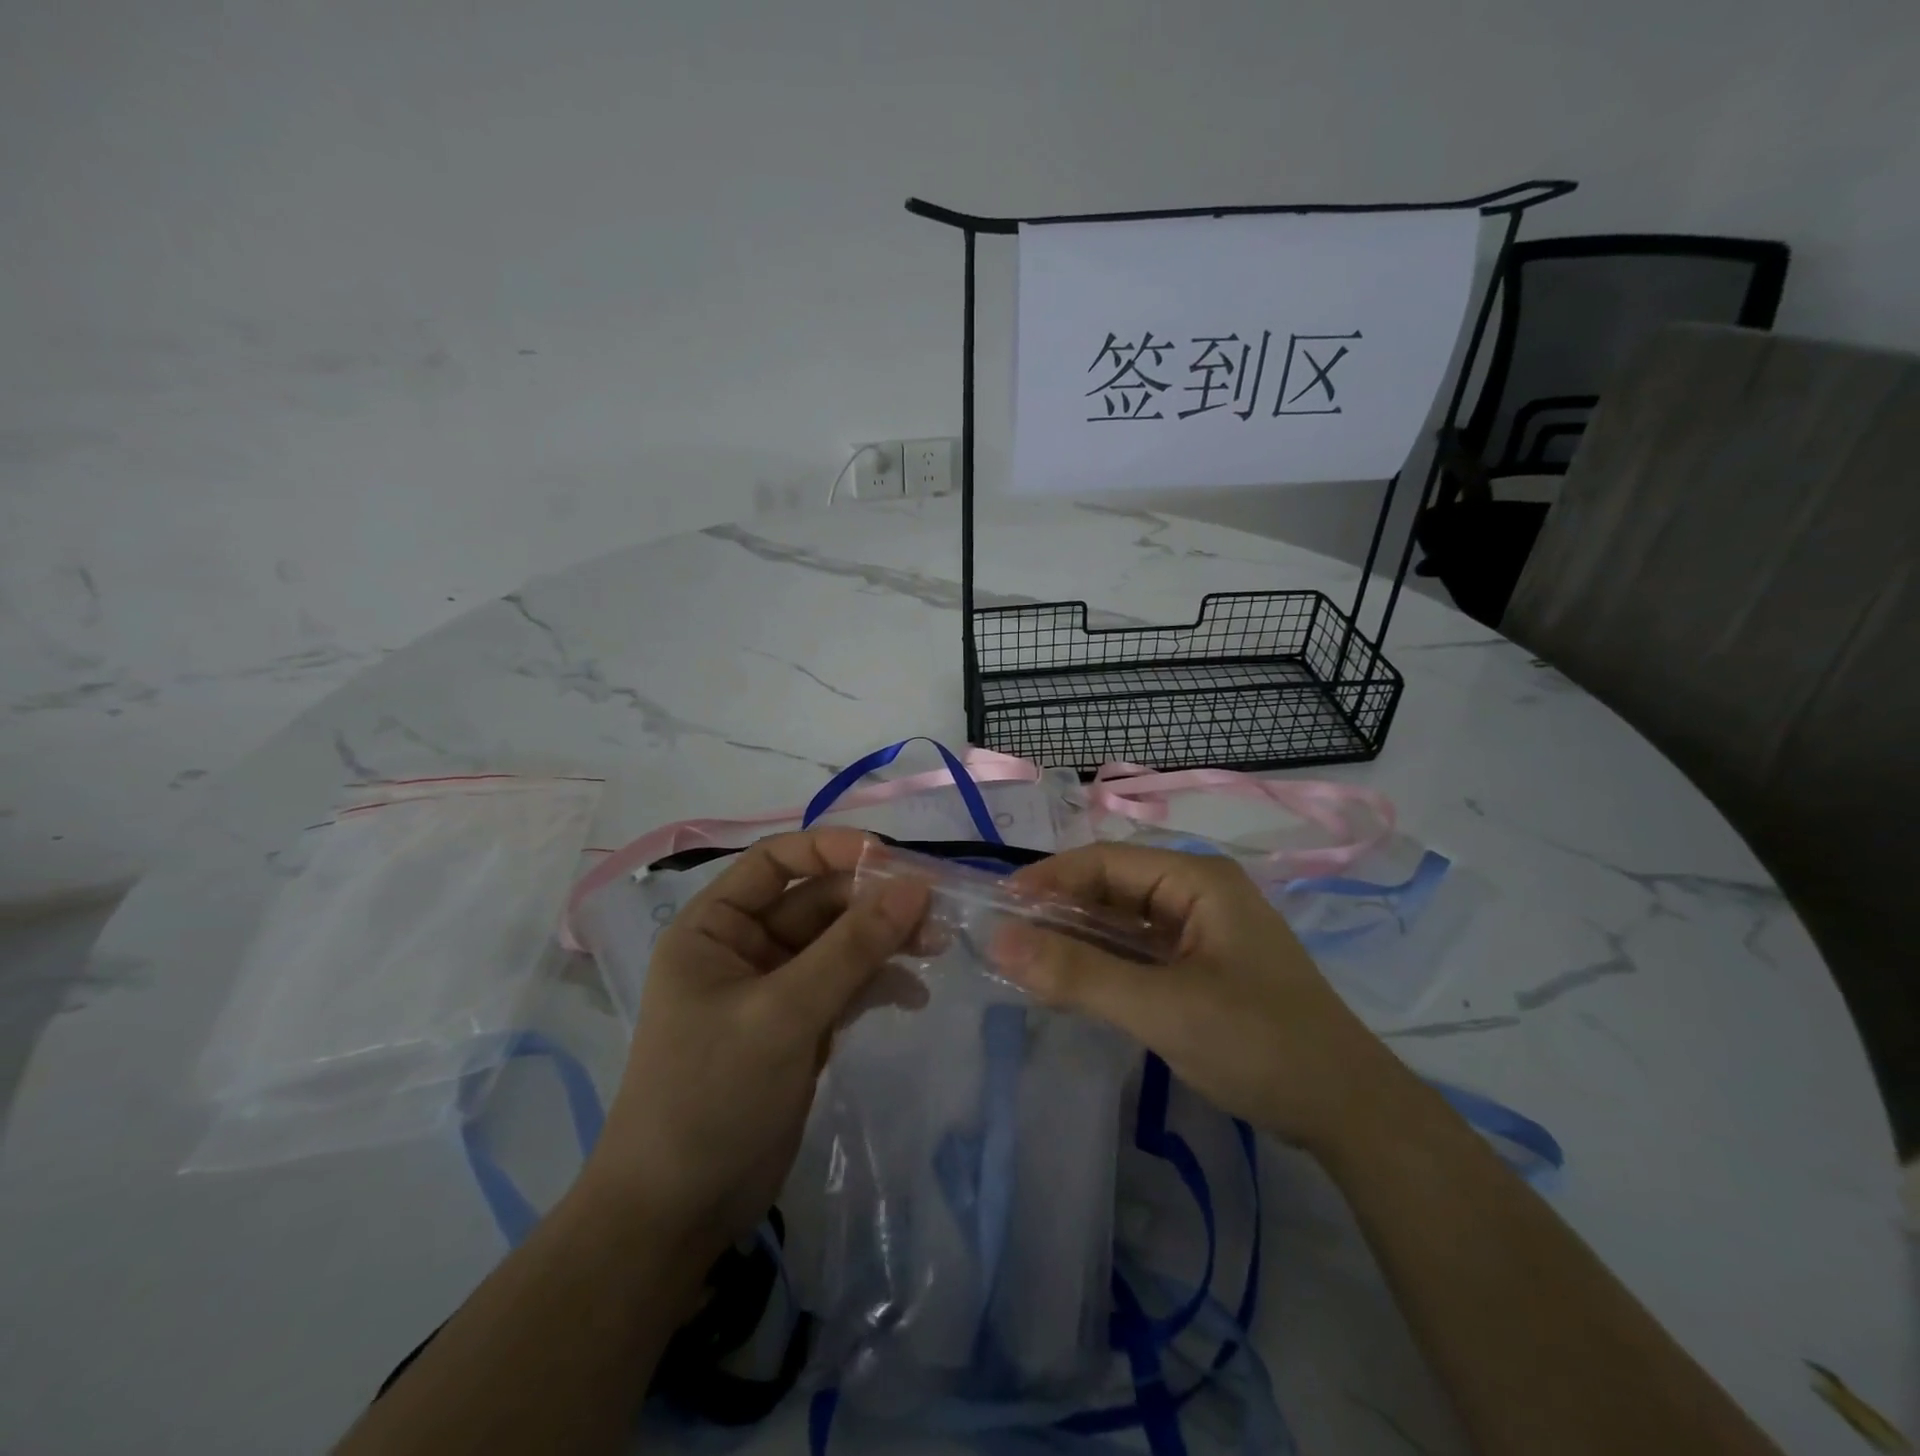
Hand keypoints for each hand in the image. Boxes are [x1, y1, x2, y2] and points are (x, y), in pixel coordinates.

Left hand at [579, 828, 928, 1259]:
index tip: (891, 858)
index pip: (777, 860)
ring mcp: (776, 987)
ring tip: (936, 947)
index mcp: (716, 926)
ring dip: (885, 942)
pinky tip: (914, 996)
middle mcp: (745, 946)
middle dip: (874, 905)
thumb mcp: (783, 1013)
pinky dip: (879, 984)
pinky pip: (846, 985)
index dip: (832, 848)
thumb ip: (851, 948)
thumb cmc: (711, 1096)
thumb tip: (915, 886)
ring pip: (840, 943)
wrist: (679, 1214)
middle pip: (819, 901)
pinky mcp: (800, 1025)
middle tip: (934, 915)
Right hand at [993, 843, 1404, 1152]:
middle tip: (1004, 941)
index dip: (1048, 879)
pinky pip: (1139, 953)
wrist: (1349, 1112)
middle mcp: (1198, 894)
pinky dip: (1103, 965)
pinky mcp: (1201, 967)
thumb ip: (1079, 974)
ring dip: (1077, 940)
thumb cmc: (1259, 1044)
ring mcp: (1202, 932)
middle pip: (1112, 889)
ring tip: (1025, 962)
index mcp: (1196, 880)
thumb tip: (997, 941)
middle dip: (1059, 912)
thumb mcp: (1162, 1008)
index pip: (1104, 861)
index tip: (998, 907)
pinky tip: (1071, 983)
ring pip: (1122, 923)